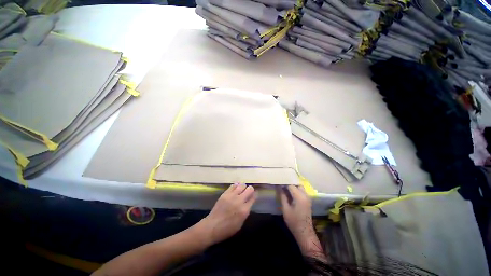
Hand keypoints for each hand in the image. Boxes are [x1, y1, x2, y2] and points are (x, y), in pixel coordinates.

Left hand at [199, 183, 256, 245]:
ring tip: (242, 189)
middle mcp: (239, 201)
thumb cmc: (227, 229)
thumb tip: (248, 203)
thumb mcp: (240, 223)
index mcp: (244, 210)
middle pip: (249, 189)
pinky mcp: (225, 194)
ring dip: (243, 187)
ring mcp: (232, 196)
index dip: (255, 195)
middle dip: (250, 189)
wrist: (212, 226)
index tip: (255, 194)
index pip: (253, 198)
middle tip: (249, 191)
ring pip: (242, 185)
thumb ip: (246, 212)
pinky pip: (233, 185)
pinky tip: (236, 187)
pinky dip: (236, 185)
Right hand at [278, 186, 326, 260]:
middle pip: (296, 184)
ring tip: (284, 187)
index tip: (277, 182)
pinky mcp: (308, 200)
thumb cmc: (293, 222)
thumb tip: (279, 187)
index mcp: (299, 197)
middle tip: (281, 184)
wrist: (304, 232)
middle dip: (289, 183)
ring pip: (299, 187)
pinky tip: (289, 193)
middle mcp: (305, 195)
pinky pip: (301, 191)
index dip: (284, 183)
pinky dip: (296, 190)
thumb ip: (282, 196)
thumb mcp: (285, 209)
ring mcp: (308, 198)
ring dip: (293, 186)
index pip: (291, 185)